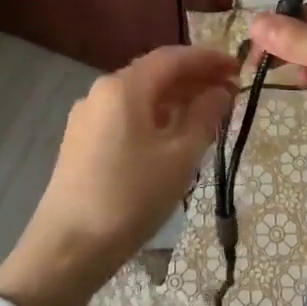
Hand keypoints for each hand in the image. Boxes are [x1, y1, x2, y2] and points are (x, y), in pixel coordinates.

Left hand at [0, 46, 236, 305]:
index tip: (237, 69)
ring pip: (139, 96)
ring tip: (208, 115)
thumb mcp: (179, 157)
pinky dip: (154, 116)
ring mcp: (87, 116)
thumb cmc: (131, 196)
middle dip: (193, 79)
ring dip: (175, 99)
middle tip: (229, 92)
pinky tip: (172, 135)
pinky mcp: (81, 140)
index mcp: (124, 87)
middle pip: (154, 73)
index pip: (173, 58)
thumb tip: (221, 92)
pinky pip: (125, 115)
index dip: (208, 59)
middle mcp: (102, 91)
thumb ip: (204, 117)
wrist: (69, 247)